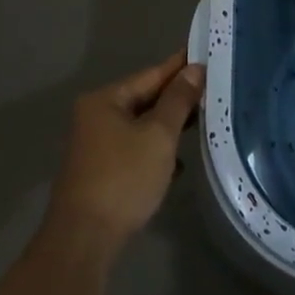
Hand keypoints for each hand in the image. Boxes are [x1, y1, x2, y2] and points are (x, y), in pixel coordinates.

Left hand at [45, 50, 204, 255]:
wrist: (84, 239)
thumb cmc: (123, 178)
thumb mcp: (158, 135)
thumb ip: (177, 100)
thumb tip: (194, 69)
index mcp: (105, 100)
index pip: (150, 74)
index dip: (179, 66)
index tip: (204, 55)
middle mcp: (96, 116)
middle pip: (144, 99)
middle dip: (176, 98)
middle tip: (211, 89)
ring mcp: (96, 146)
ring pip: (140, 126)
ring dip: (168, 126)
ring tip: (201, 121)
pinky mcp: (101, 172)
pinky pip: (135, 149)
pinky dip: (156, 151)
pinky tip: (178, 163)